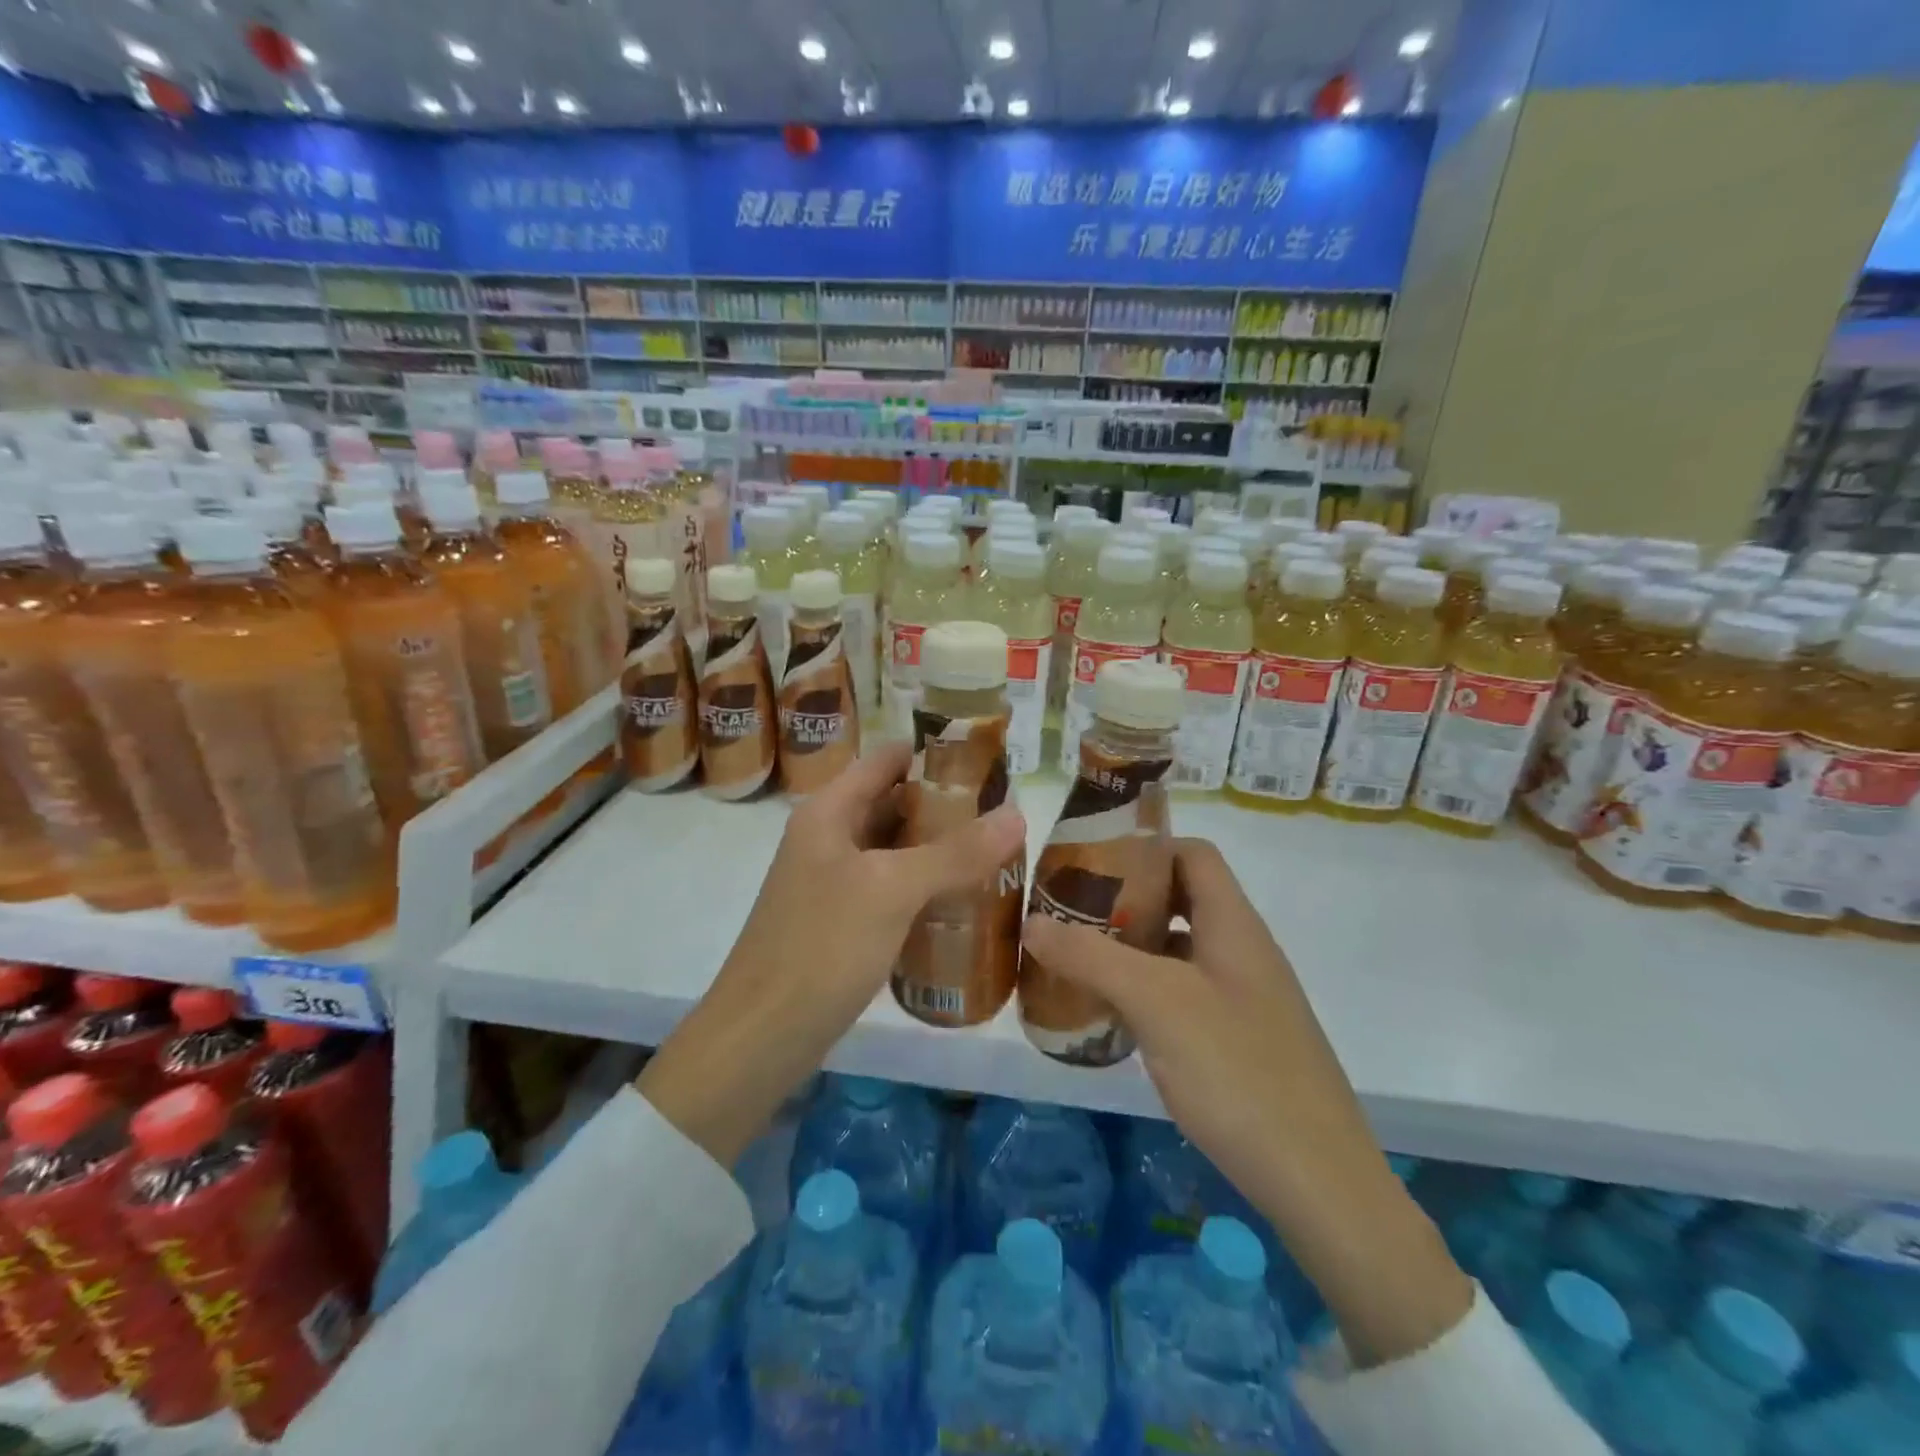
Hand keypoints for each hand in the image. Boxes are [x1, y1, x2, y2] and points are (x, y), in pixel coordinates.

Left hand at [639, 742, 1024, 1166]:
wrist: (761, 1037)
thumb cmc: (821, 947)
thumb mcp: (891, 891)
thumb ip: (955, 852)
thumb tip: (1018, 813)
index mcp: (829, 812)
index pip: (886, 760)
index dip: (934, 755)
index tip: (990, 764)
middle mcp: (829, 837)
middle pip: (894, 803)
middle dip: (947, 806)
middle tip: (1006, 814)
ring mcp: (834, 882)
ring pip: (895, 850)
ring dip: (940, 848)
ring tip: (998, 852)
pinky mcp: (843, 922)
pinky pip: (892, 889)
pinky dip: (926, 887)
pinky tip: (966, 901)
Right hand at [1020, 838, 1470, 1367]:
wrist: (1318, 1182)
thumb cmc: (1237, 1070)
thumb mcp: (1156, 1003)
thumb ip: (1091, 957)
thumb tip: (1032, 921)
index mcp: (1233, 925)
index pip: (1192, 854)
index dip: (1145, 845)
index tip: (1090, 858)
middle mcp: (1241, 951)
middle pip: (1180, 899)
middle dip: (1124, 899)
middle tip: (1066, 910)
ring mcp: (1242, 999)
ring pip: (1177, 951)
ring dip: (1129, 948)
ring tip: (1074, 958)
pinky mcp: (1236, 1041)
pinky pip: (1181, 995)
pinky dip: (1143, 991)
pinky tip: (1108, 1015)